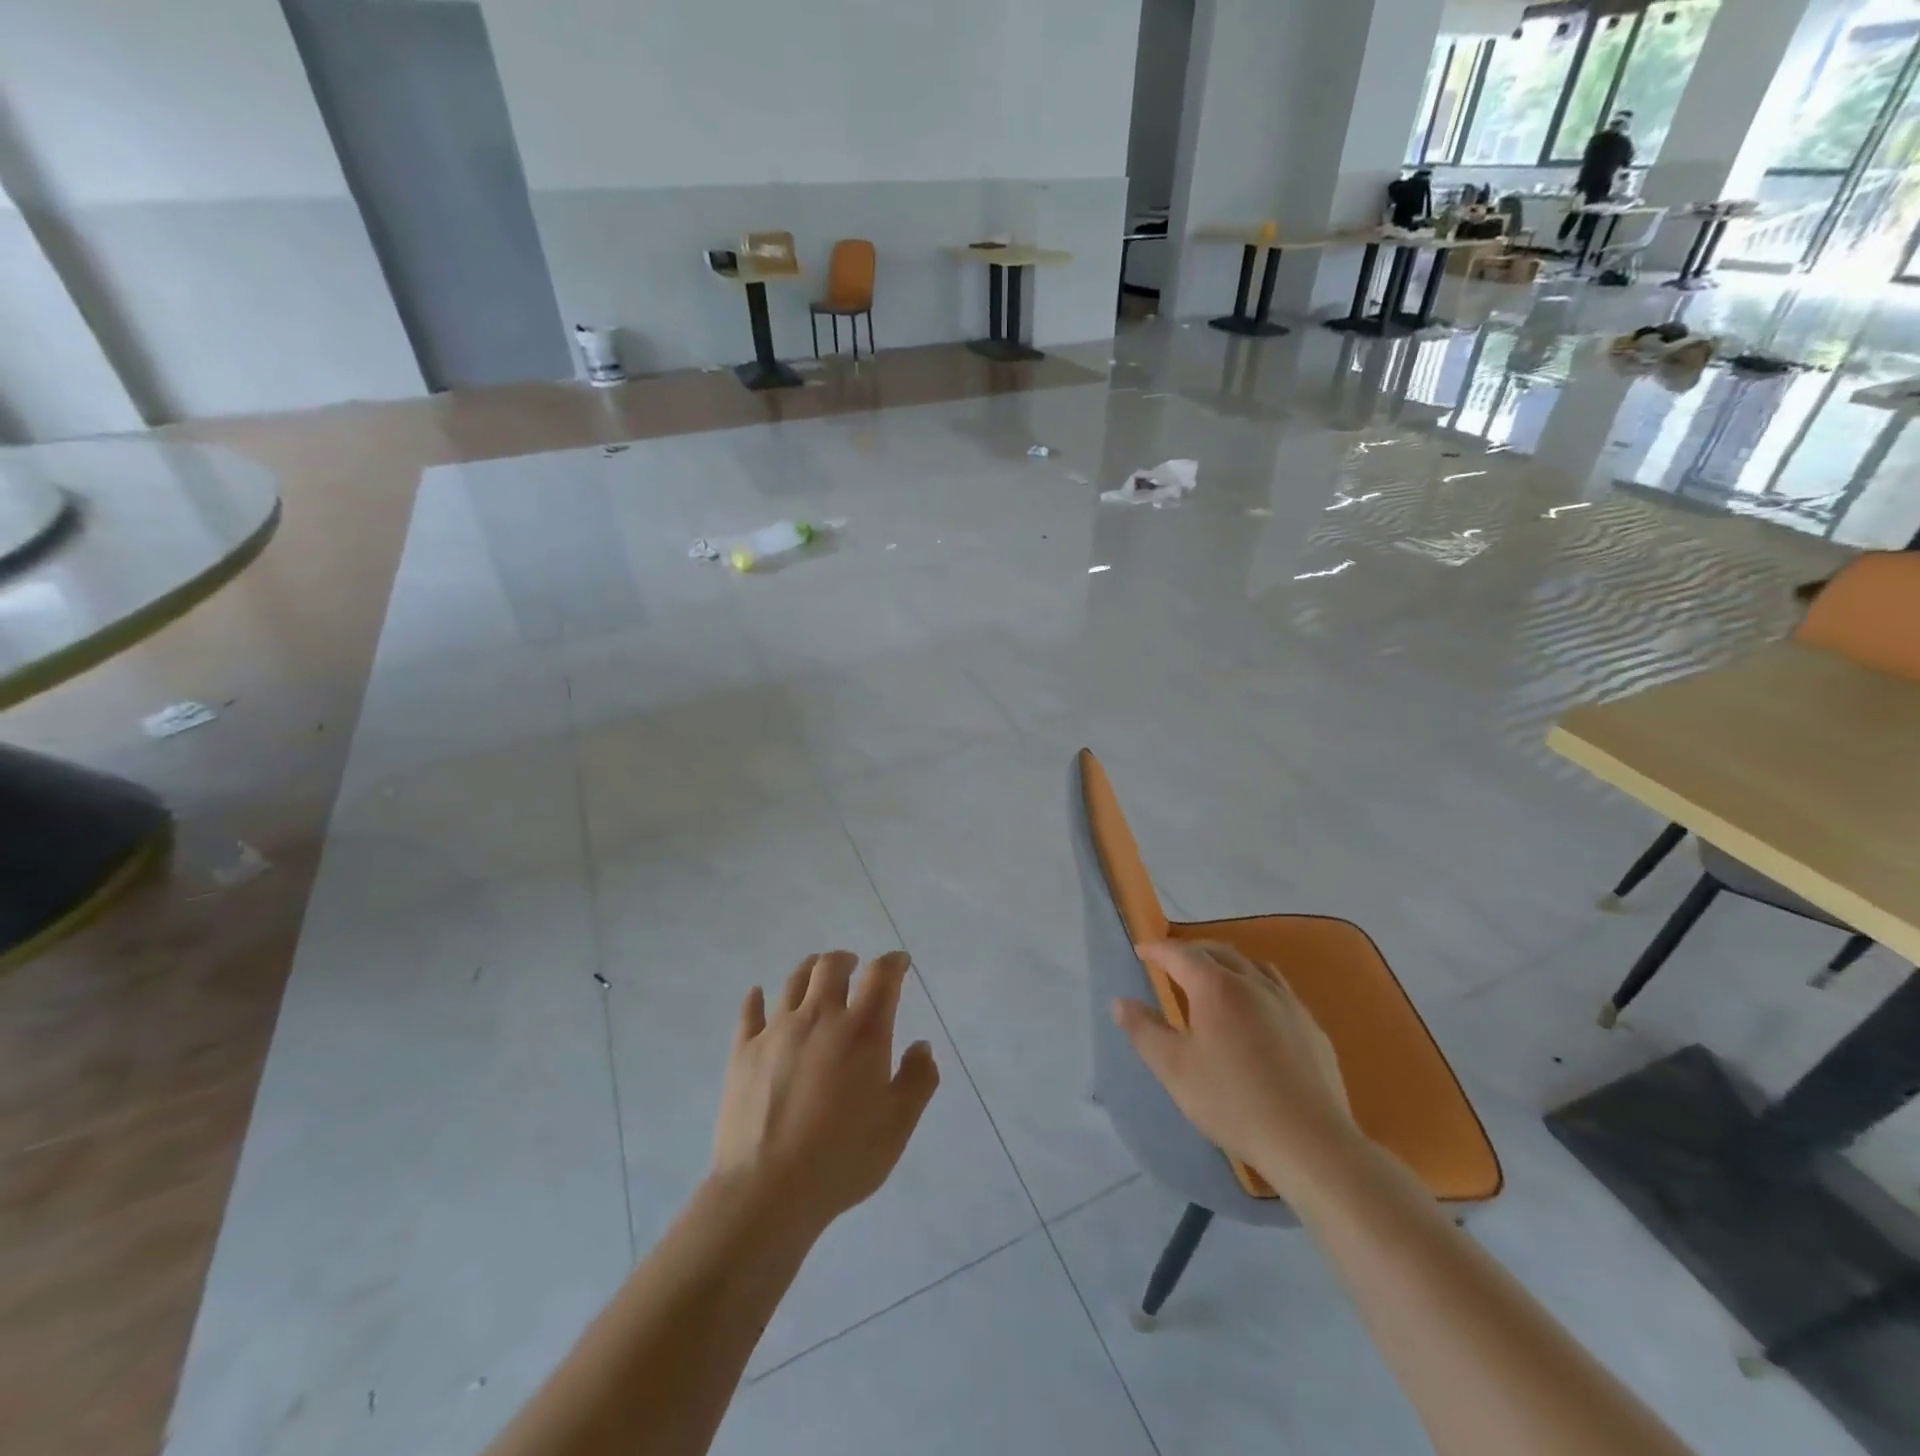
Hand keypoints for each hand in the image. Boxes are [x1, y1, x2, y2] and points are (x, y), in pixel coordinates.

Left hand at [712, 950, 938, 1236]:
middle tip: (854, 967)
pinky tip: (759, 996)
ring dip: (809, 970)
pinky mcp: (743, 1051)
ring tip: (816, 974)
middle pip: (831, 966)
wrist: (766, 1191)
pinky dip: (757, 998)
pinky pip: (750, 1011)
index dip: (893, 963)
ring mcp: (776, 1031)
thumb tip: (921, 1046)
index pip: (882, 976)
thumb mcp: (897, 1126)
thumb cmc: (841, 1159)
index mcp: (862, 1031)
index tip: (899, 963)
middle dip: (847, 960)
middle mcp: (819, 1017)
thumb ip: (917, 1081)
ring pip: (793, 981)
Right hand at [1114, 940, 1356, 1200]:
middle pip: (1218, 951)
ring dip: (1227, 963)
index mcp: (1216, 987)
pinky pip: (1278, 990)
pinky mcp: (1311, 1026)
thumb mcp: (1174, 1069)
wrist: (1310, 1142)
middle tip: (1173, 963)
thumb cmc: (1232, 1102)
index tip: (1141, 950)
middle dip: (1191, 951)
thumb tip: (1120, 1002)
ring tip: (1214, 979)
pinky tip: (1256, 1013)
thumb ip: (1144, 1030)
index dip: (1157, 949)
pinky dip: (1256, 986)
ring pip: (1253, 965)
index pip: (1180, 954)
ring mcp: (1288, 1003)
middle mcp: (1253, 983)